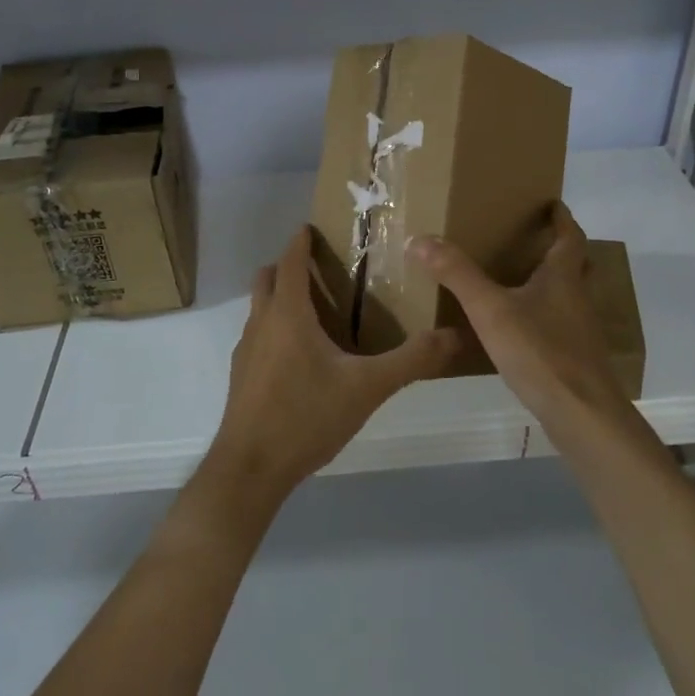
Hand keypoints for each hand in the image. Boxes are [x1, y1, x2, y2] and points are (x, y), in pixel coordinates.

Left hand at [207, 227, 463, 505]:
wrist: (250, 468)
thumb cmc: (307, 416)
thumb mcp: (367, 388)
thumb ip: (411, 360)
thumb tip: (453, 336)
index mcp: (289, 314)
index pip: (291, 261)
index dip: (300, 241)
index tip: (311, 227)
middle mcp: (261, 323)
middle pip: (267, 279)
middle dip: (288, 267)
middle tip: (320, 269)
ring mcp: (246, 350)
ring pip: (259, 308)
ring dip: (280, 298)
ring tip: (315, 311)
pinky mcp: (241, 376)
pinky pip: (258, 336)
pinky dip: (275, 329)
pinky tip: (299, 358)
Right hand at [408, 204, 632, 432]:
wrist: (581, 413)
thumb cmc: (540, 351)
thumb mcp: (490, 309)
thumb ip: (456, 274)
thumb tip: (419, 239)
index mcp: (563, 277)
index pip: (569, 236)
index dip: (561, 218)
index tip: (552, 203)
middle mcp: (578, 298)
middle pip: (576, 265)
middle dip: (560, 250)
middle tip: (535, 241)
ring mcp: (580, 331)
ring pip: (569, 297)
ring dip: (552, 284)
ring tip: (521, 282)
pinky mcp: (576, 359)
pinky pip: (560, 326)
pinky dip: (544, 317)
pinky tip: (521, 331)